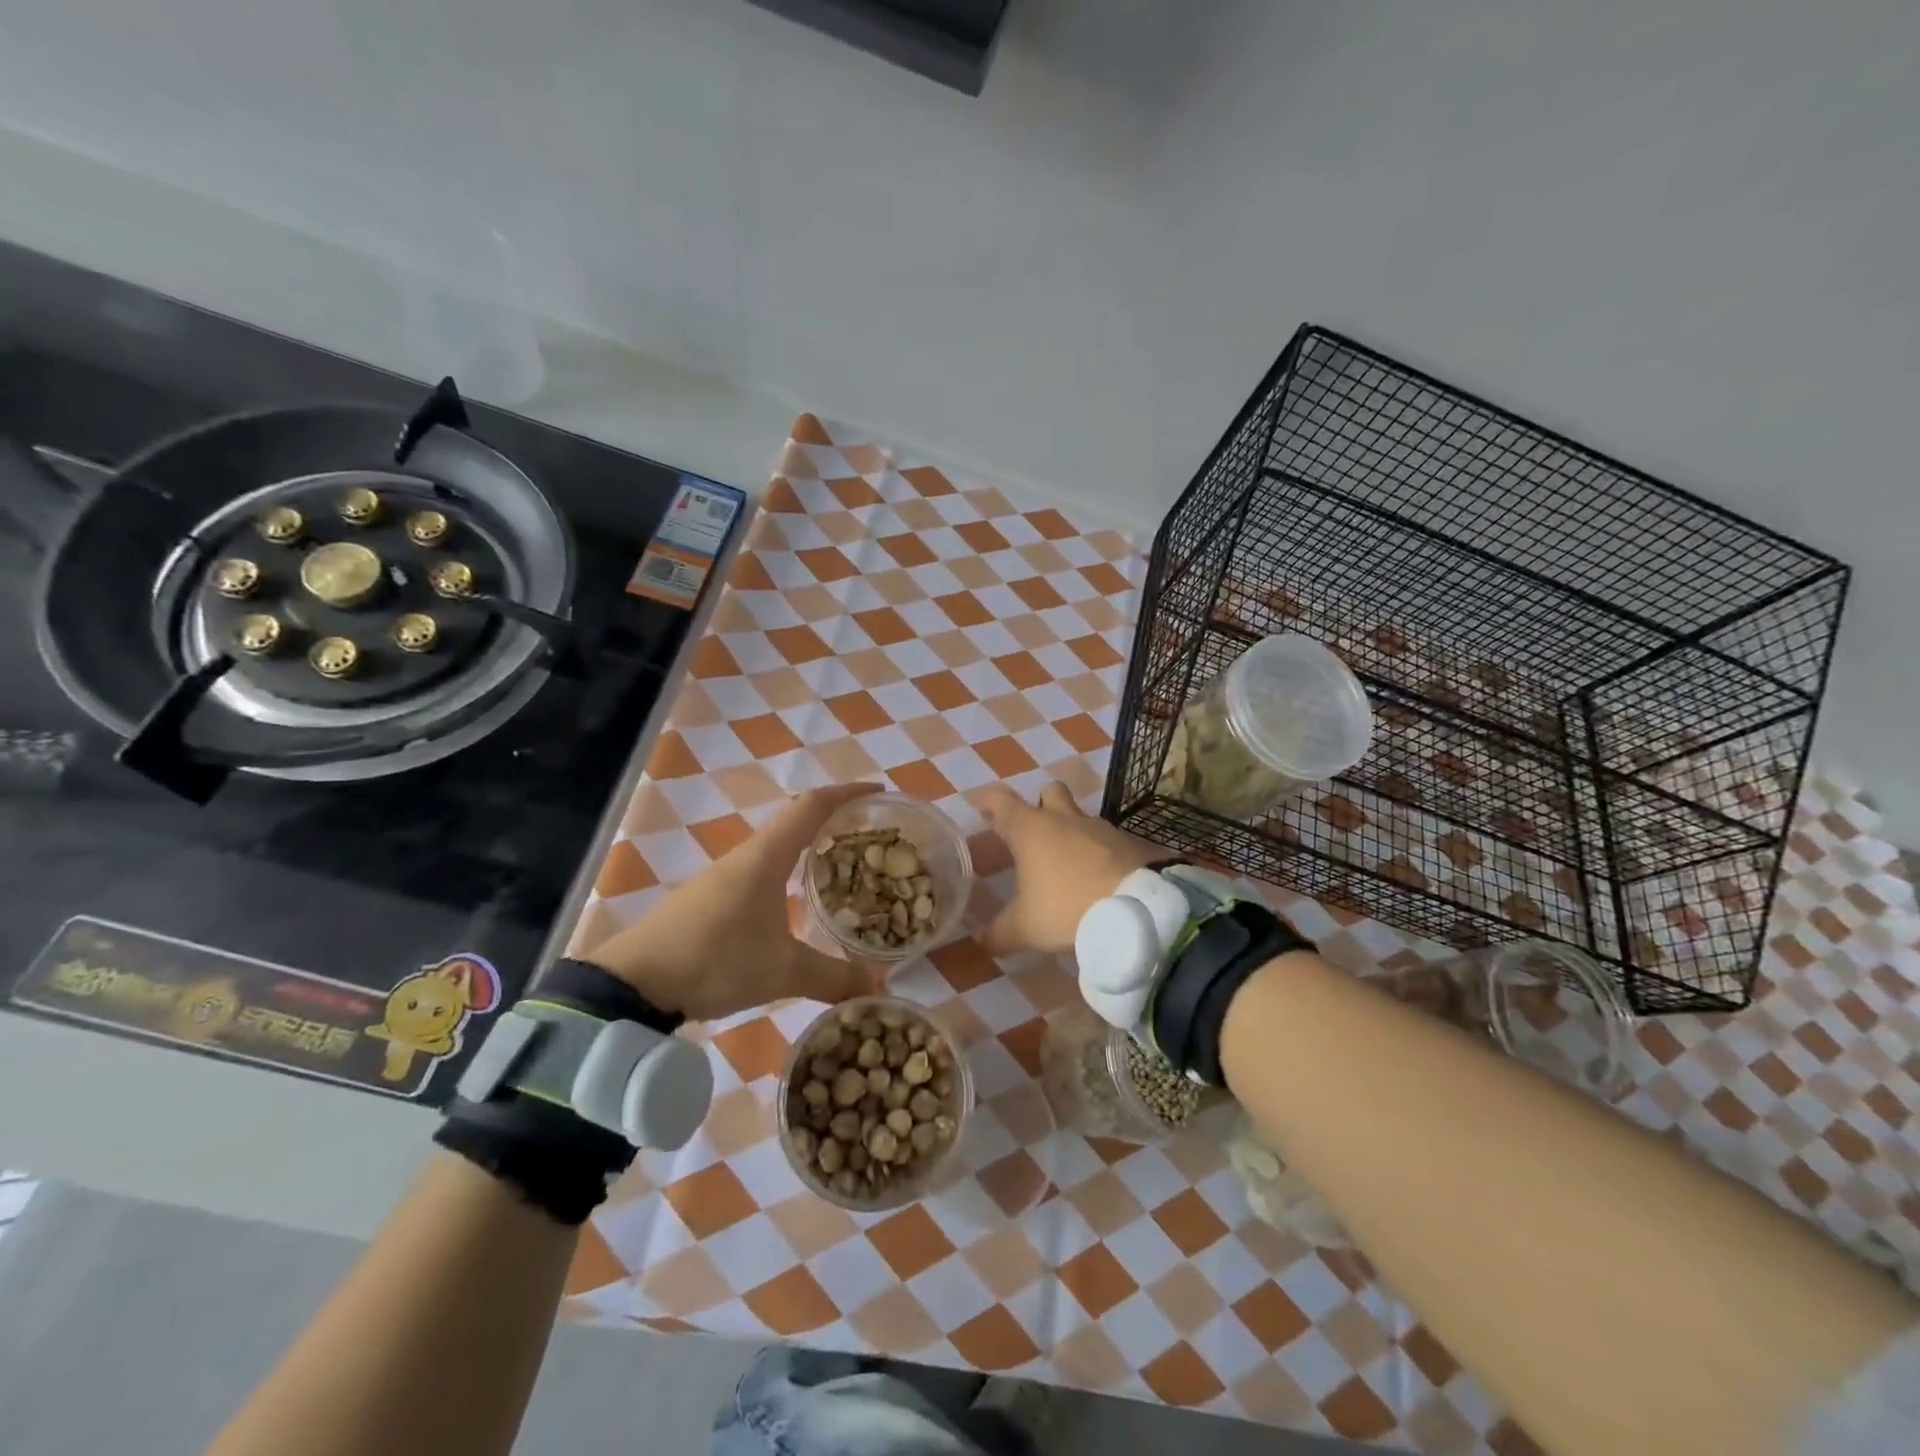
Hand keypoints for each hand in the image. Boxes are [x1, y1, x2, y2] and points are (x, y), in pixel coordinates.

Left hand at [583, 784, 884, 1021]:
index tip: (877, 791)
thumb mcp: (781, 972)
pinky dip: (786, 871)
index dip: (846, 793)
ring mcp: (722, 877)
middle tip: (867, 834)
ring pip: (775, 847)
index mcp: (766, 857)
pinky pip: (758, 870)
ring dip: (807, 846)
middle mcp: (745, 857)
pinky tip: (794, 900)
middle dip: (832, 820)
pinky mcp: (707, 898)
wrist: (632, 984)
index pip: (811, 806)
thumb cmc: (714, 961)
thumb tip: (878, 990)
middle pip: (794, 820)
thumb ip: (832, 978)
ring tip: (839, 866)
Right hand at [978, 782, 1162, 955]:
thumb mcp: (1026, 928)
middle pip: (1049, 792)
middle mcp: (1065, 819)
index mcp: (1031, 829)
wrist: (1139, 910)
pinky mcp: (1130, 843)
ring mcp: (1101, 828)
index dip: (988, 801)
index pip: (1001, 800)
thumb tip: (983, 942)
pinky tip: (1099, 880)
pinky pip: (1108, 842)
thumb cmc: (1068, 908)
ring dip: (1072, 833)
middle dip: (1040, 804)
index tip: (980, 807)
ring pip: (1081, 817)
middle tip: (1033, 831)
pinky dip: (1100, 854)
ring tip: (1067, 866)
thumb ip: (1000, 933)